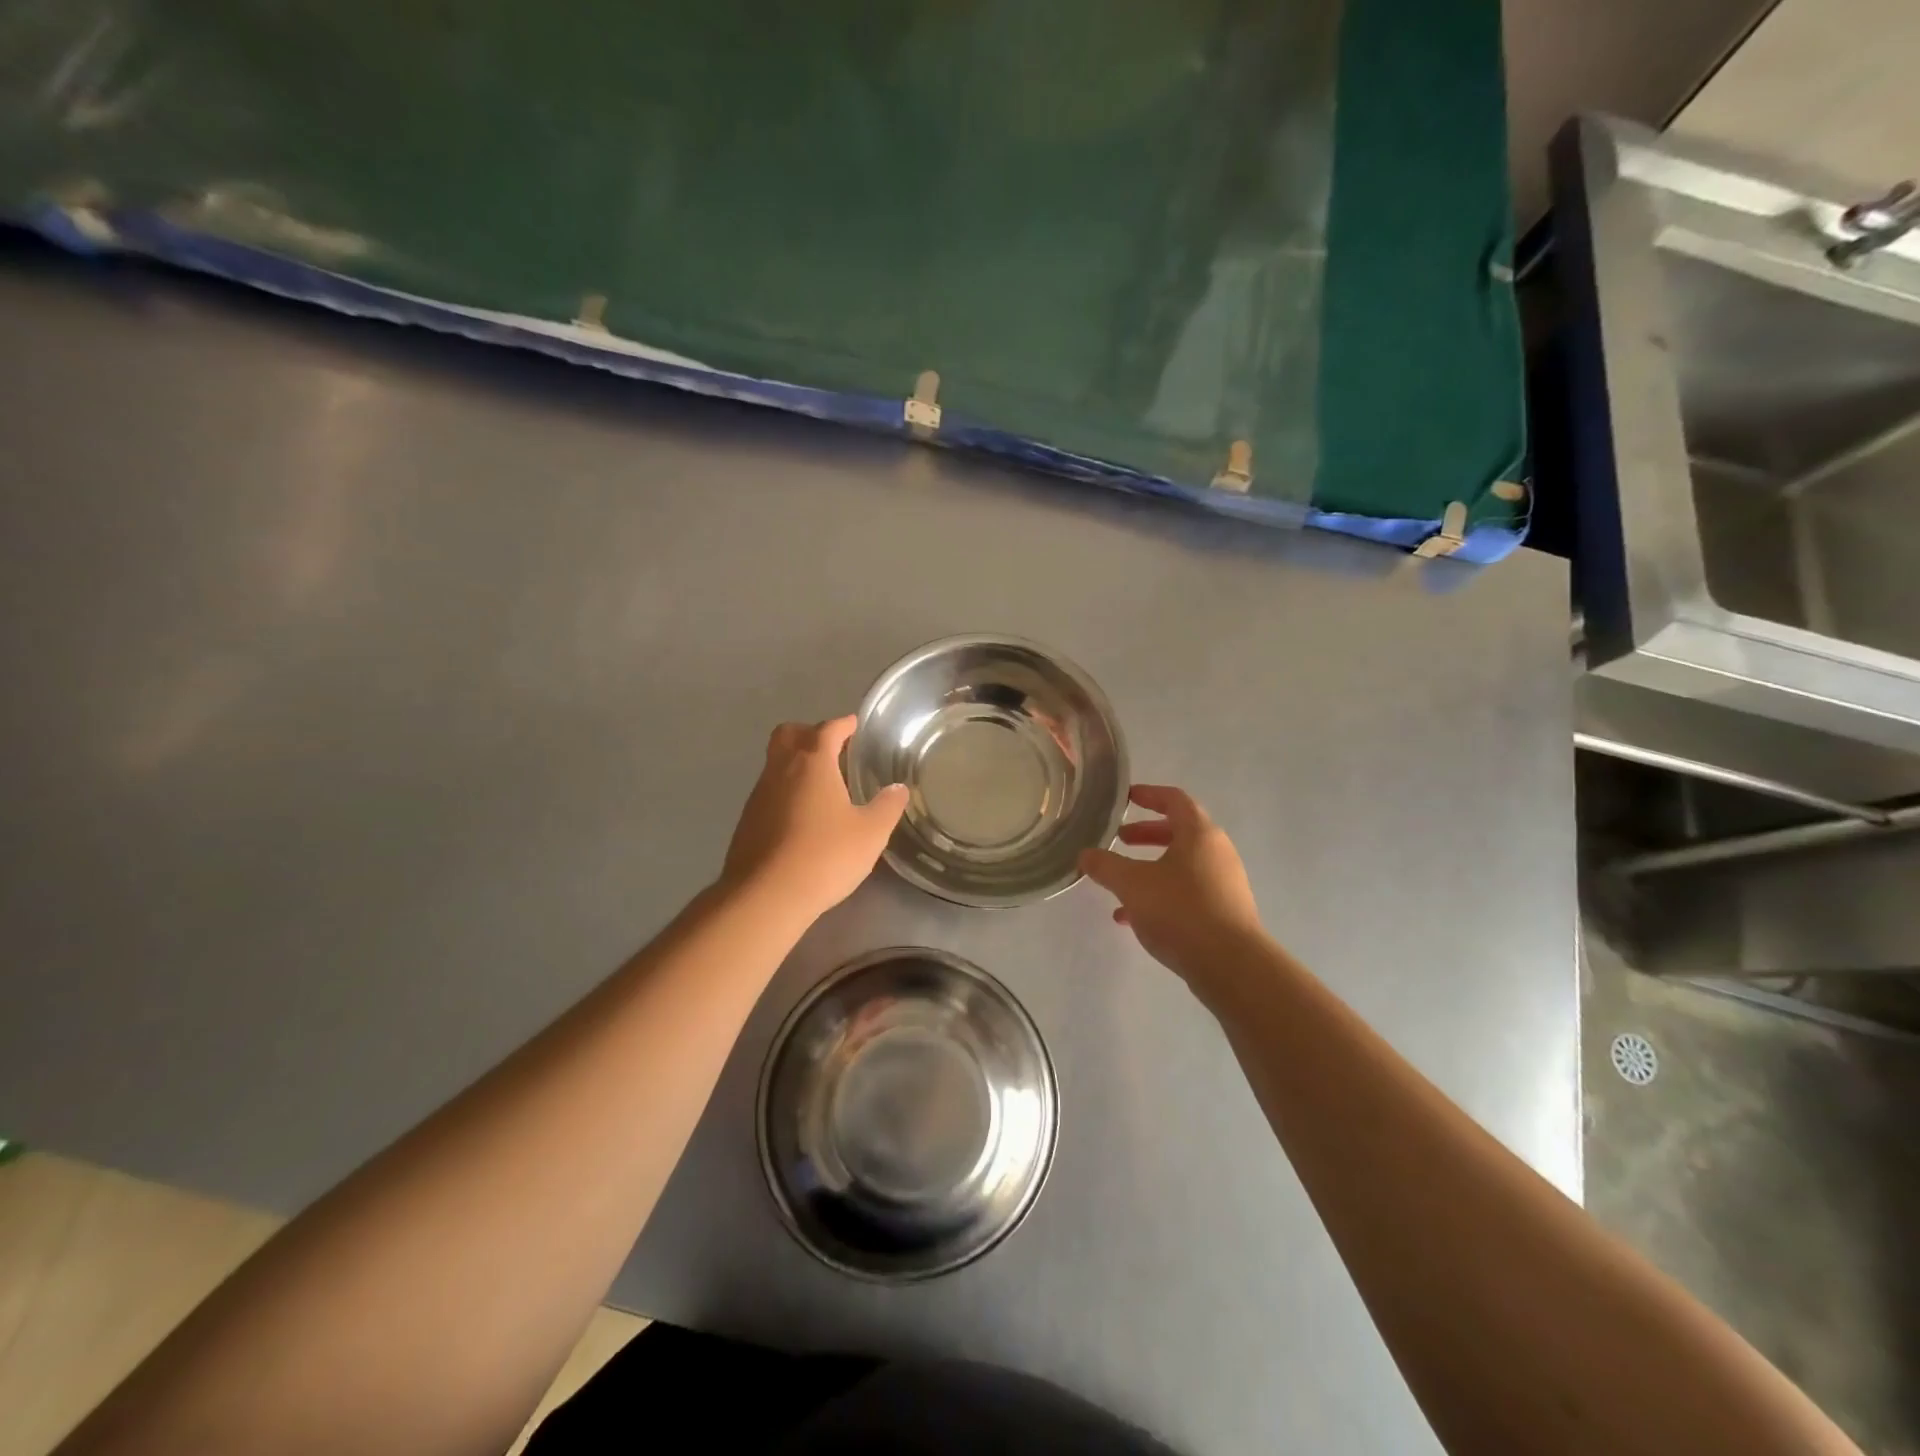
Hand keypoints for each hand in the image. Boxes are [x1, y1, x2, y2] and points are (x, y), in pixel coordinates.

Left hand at [721, 716, 907, 923]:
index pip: (827, 729)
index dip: (843, 724)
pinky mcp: (747, 820)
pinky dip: (785, 791)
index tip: (855, 725)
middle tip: (832, 747)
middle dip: (809, 732)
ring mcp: (759, 794)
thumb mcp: (870, 833)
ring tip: (821, 784)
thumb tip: (898, 788)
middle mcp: (780, 770)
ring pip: (775, 763)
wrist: (766, 896)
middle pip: (788, 734)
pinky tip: (802, 816)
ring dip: (795, 763)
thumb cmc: (825, 856)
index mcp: (812, 763)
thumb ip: (887, 807)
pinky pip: (768, 791)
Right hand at [1080, 785, 1265, 999]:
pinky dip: (1161, 894)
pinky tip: (1133, 918)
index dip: (1148, 795)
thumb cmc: (1180, 910)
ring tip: (1120, 883)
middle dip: (1146, 834)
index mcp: (1199, 833)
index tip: (1126, 798)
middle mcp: (1217, 852)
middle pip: (1179, 832)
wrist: (1231, 965)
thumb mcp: (1132, 884)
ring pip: (1181, 865)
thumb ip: (1105, 866)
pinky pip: (1188, 891)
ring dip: (1150, 867)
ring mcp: (1224, 882)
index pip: (1174, 799)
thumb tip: (1085, 854)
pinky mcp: (1224, 911)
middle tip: (1120, 839)